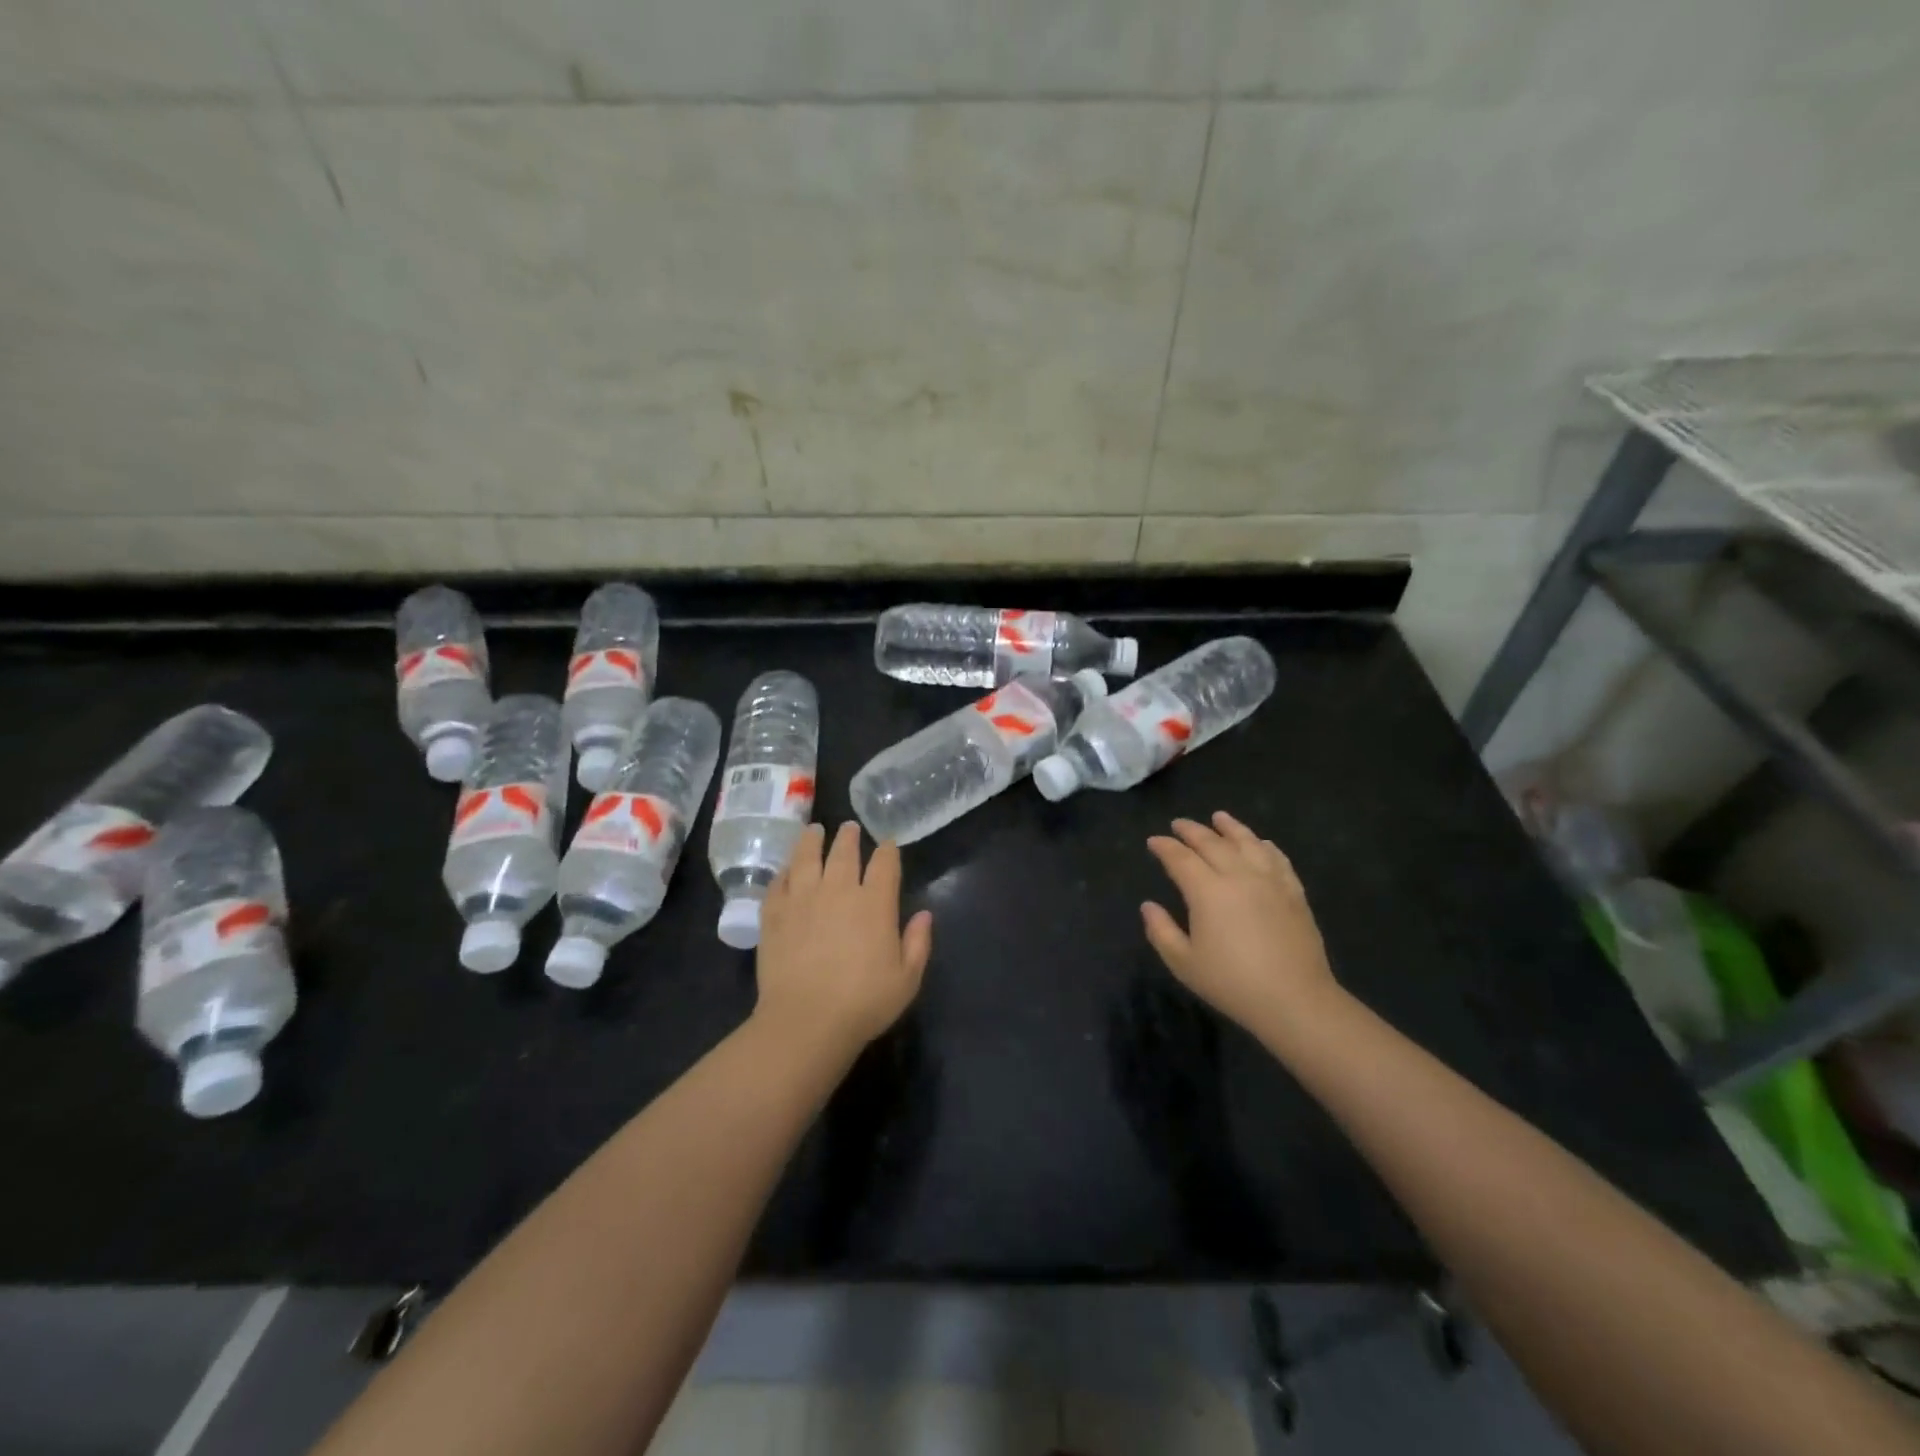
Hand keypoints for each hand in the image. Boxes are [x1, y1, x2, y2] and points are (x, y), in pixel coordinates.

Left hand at [756, 822, 933, 1058]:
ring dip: (812, 841)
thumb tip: (925, 915)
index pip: (884, 864)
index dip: (888, 850)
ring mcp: (802, 899)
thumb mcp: (907, 979)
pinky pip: (778, 882)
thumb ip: (918, 943)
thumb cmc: (864, 1003)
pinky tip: (786, 869)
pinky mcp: (774, 914)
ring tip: (814, 830)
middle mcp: (839, 891)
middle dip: (849, 837)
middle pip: (844, 852)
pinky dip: (784, 871)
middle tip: (849, 827)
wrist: (806, 1020)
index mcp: (875, 903)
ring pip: (807, 857)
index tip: (888, 843)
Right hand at [1142, 812, 1343, 1040]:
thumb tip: (1148, 906)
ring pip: (1248, 843)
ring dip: (1230, 827)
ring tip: (1219, 817)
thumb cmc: (1232, 983)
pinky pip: (1278, 859)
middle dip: (1192, 831)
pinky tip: (1261, 843)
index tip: (1154, 841)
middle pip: (1212, 843)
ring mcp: (1270, 881)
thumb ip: (1161, 931)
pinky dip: (1264, 846)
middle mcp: (1238, 876)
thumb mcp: (1184, 963)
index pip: (1180, 858)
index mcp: (1207, 891)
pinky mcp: (1294, 893)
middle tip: (1179, 824)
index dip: (1165, 847)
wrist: (1295, 1000)